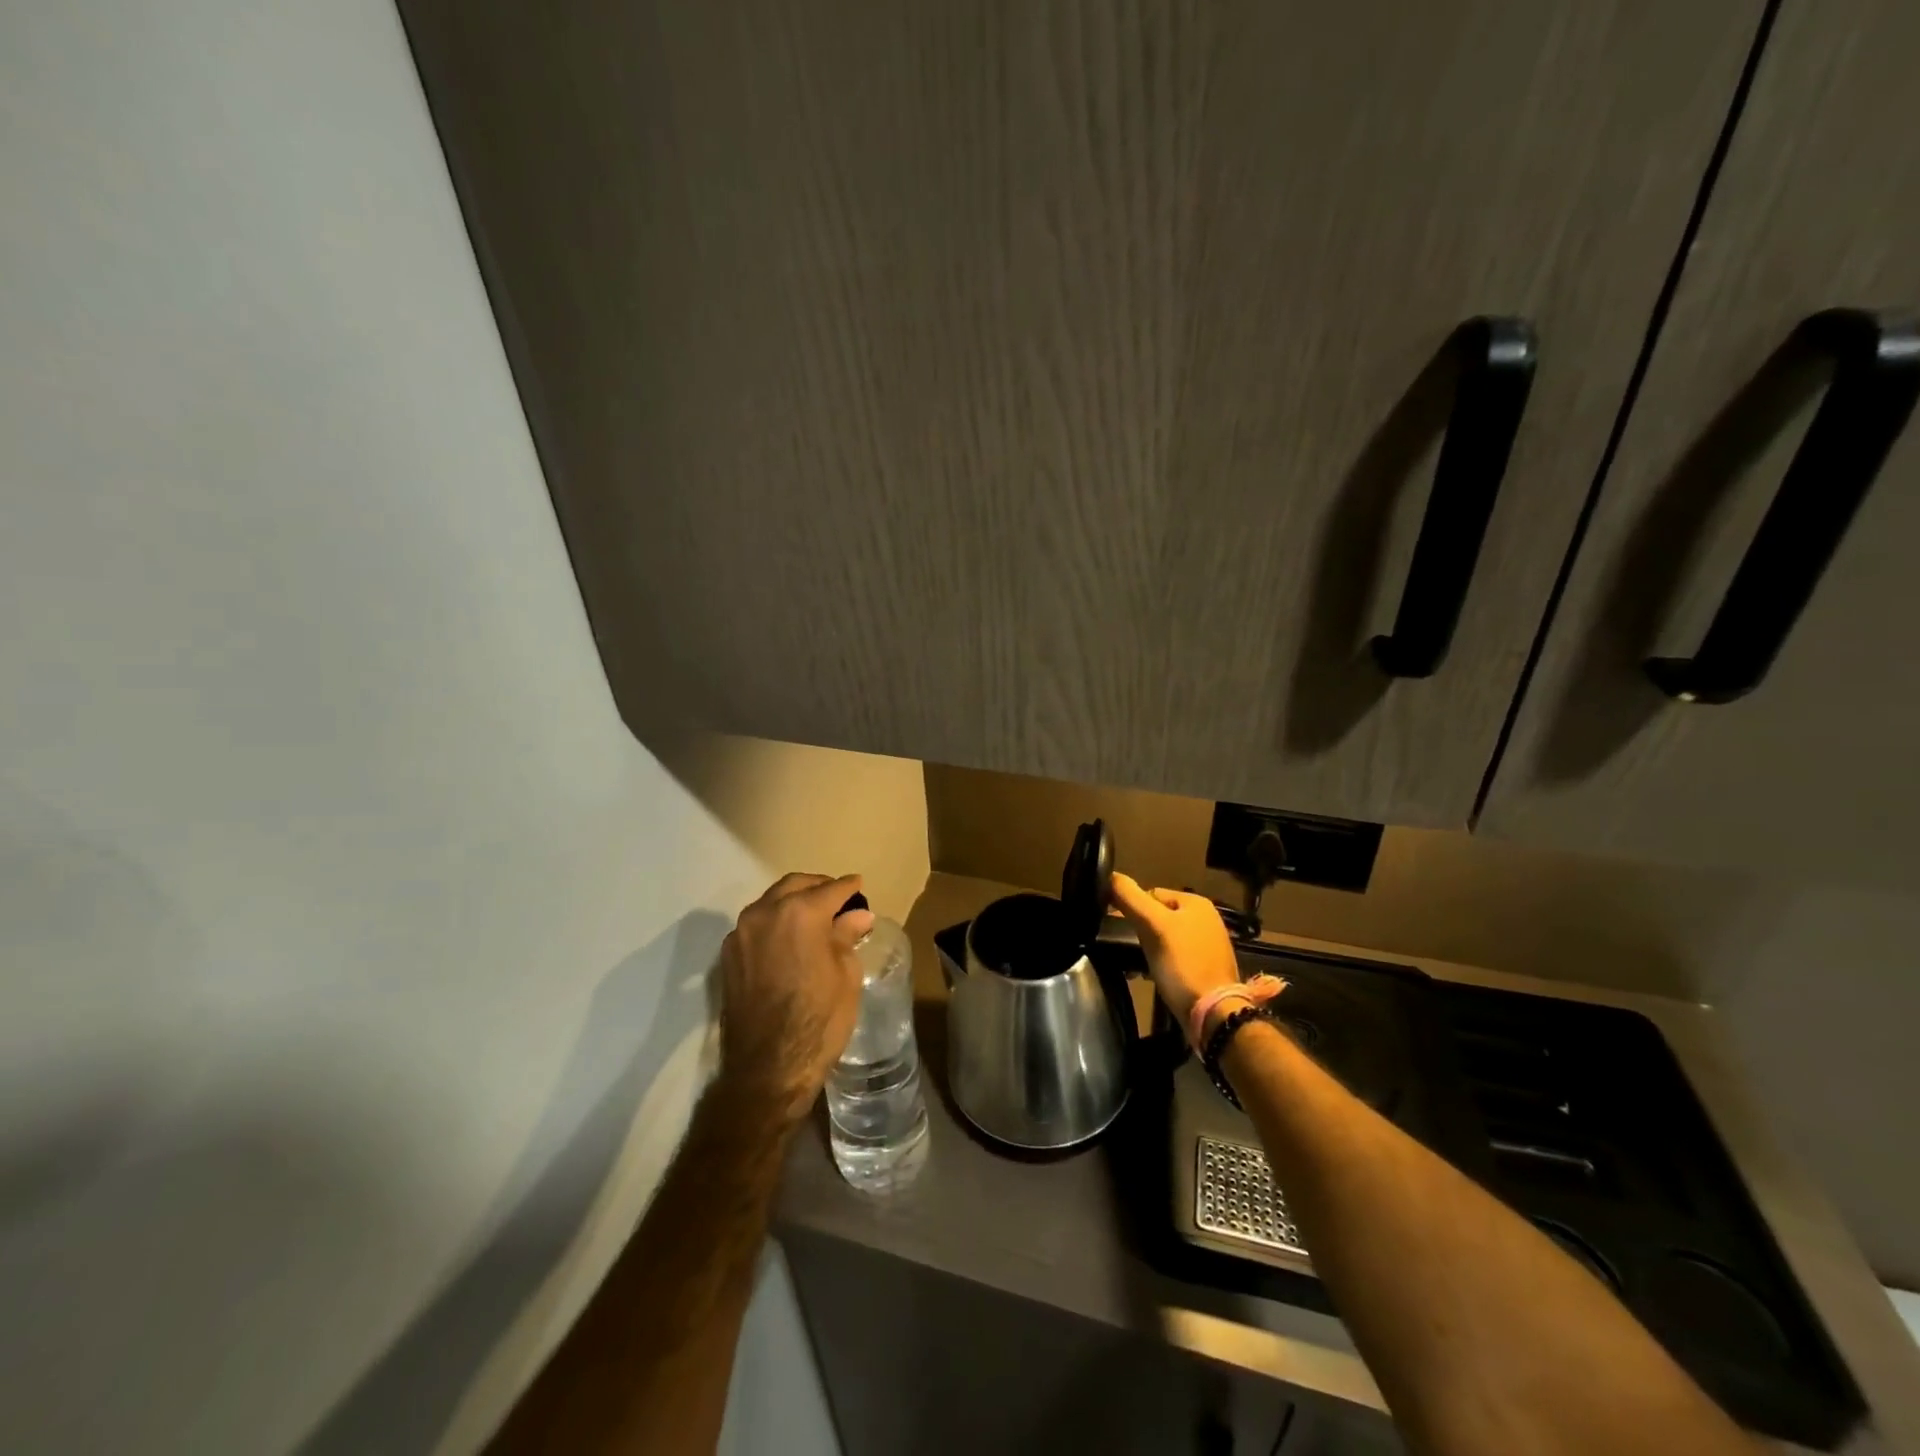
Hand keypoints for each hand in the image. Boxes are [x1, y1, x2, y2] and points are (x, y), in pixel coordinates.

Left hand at [717, 872, 873, 1124]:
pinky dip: (775, 922)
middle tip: (837, 898)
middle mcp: (765, 912)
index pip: (831, 889)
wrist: (767, 1068)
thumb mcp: (846, 976)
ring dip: (793, 902)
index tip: (859, 886)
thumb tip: (857, 915)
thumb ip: (847, 937)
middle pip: (795, 885)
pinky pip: (756, 924)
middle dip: (818, 887)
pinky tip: (789, 938)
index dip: (849, 887)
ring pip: (771, 902)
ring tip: (814, 917)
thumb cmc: (819, 1020)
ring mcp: (741, 933)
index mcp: (800, 912)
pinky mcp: (728, 955)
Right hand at [1109, 872, 1243, 1036]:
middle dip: (1142, 931)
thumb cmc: (1182, 965)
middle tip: (1131, 950)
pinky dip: (1162, 964)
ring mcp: (1209, 945)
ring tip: (1139, 966)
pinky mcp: (1207, 968)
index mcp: (1196, 902)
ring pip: (1165, 938)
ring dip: (1149, 949)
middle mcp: (1206, 919)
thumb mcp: (1153, 927)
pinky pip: (1175, 957)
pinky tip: (1154, 976)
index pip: (1151, 893)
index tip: (1122, 930)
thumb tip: (1109, 875)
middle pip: (1158, 916)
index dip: (1133, 909)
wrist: (1213, 1015)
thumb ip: (1130, 898)